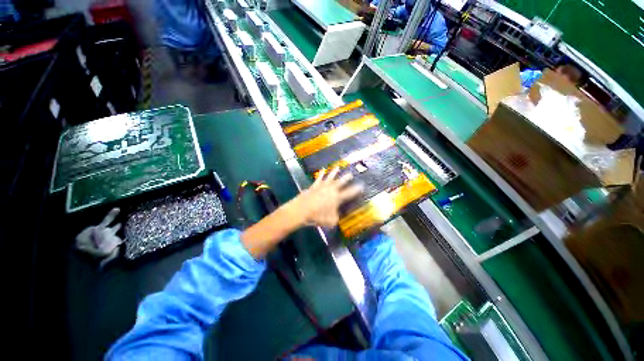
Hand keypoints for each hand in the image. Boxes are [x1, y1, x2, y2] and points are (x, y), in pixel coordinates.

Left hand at [297, 167, 362, 227]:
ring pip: (330, 177)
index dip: (356, 190)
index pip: (350, 193)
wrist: (302, 210)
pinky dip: (321, 173)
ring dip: (334, 172)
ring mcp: (322, 186)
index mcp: (337, 198)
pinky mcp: (314, 185)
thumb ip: (336, 217)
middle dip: (346, 178)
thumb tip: (337, 214)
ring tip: (338, 167)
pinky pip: (319, 178)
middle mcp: (331, 190)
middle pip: (341, 182)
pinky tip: (323, 169)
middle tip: (350, 173)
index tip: (362, 185)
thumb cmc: (317, 216)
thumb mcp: (331, 221)